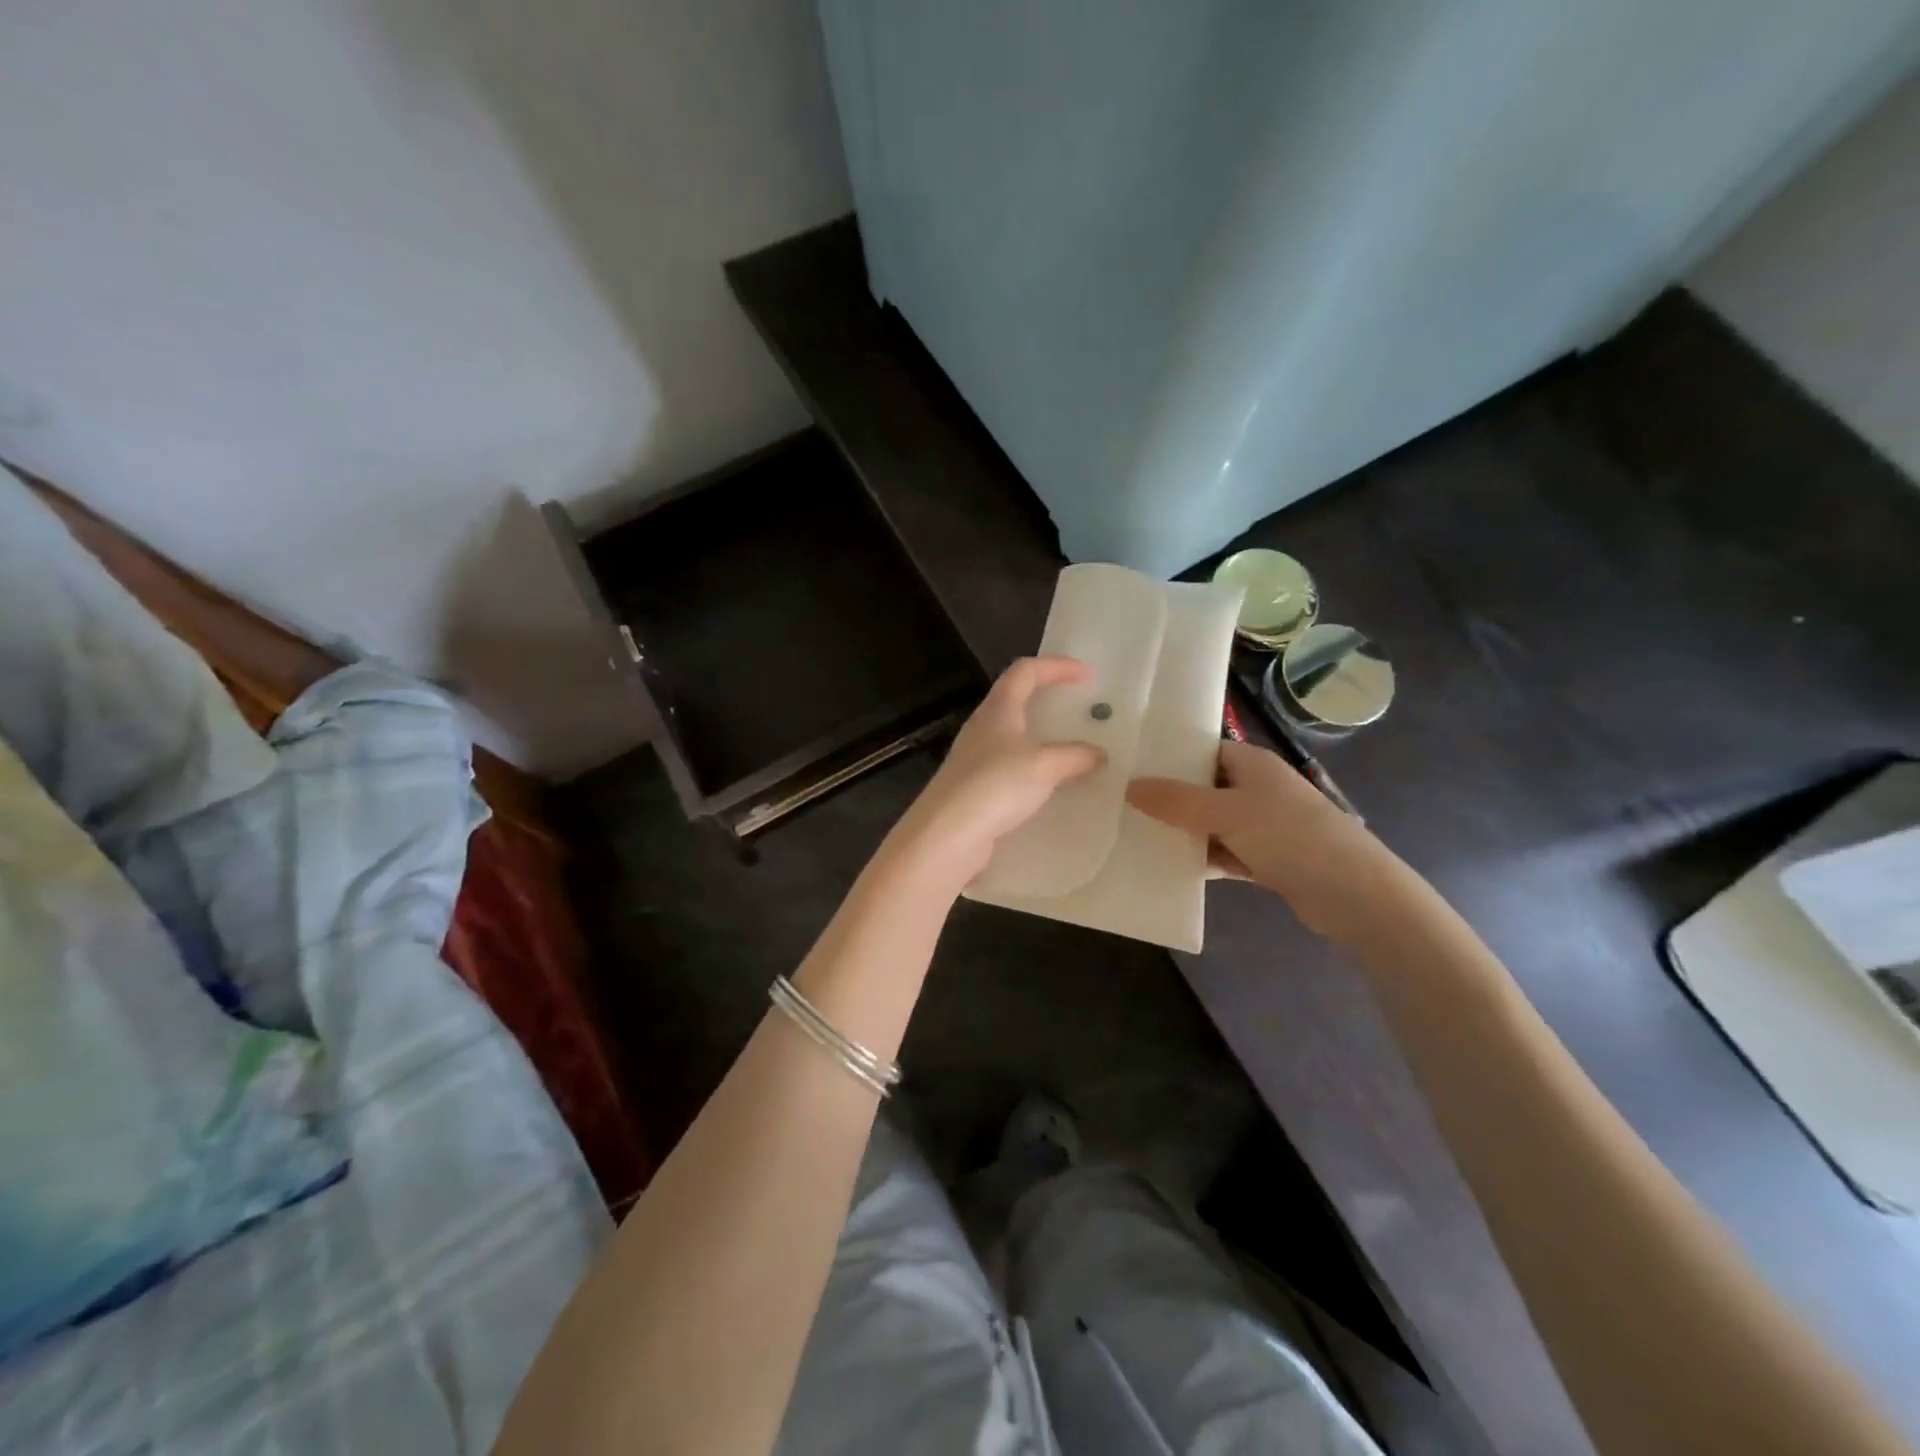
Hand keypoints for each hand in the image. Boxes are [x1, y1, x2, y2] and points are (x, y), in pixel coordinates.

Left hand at [886, 657, 1104, 892]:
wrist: (947, 835)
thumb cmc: (995, 786)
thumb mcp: (1044, 767)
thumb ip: (1074, 756)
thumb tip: (1099, 754)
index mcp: (998, 709)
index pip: (1025, 671)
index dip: (1056, 666)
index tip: (1087, 675)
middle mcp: (983, 727)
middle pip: (1015, 699)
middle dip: (1048, 698)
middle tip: (1078, 709)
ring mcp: (975, 758)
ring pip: (1013, 735)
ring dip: (1042, 737)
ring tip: (1072, 749)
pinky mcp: (974, 788)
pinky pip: (1010, 767)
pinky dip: (1034, 768)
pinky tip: (1050, 786)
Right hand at [1128, 739, 1399, 941]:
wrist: (1354, 894)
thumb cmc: (1290, 837)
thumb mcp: (1227, 813)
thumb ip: (1177, 801)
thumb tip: (1129, 786)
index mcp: (1251, 764)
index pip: (1200, 750)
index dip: (1166, 757)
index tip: (1126, 766)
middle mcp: (1256, 788)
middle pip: (1201, 787)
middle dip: (1166, 798)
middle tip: (1118, 803)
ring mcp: (1262, 825)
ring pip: (1209, 823)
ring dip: (1181, 832)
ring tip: (1133, 835)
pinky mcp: (1265, 858)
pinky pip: (1222, 852)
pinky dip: (1200, 859)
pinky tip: (1167, 868)